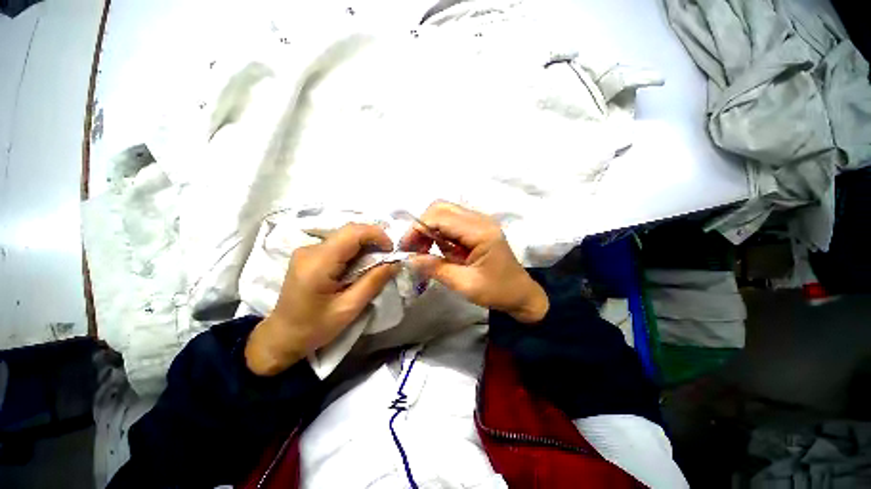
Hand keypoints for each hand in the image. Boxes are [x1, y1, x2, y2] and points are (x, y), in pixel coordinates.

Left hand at [245, 224, 397, 375]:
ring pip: (345, 236)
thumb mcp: (348, 308)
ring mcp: (308, 250)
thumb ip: (373, 282)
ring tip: (378, 261)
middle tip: (389, 256)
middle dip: (374, 239)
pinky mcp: (310, 254)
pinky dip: (356, 250)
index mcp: (318, 263)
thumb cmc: (314, 328)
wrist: (281, 336)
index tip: (392, 250)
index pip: (352, 233)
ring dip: (366, 244)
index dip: (377, 235)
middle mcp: (310, 249)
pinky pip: (339, 243)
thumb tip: (395, 263)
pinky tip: (361, 264)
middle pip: (349, 231)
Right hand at [400, 201, 548, 322]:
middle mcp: (480, 219)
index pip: (441, 217)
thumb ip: (436, 268)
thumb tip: (409, 258)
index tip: (406, 248)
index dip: (418, 228)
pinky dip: (440, 232)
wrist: (521, 294)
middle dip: (422, 226)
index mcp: (481, 232)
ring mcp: (480, 221)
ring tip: (425, 251)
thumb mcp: (464, 285)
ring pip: (445, 212)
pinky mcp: (477, 227)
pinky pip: (452, 222)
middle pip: (441, 208)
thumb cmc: (497, 291)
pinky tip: (440, 249)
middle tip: (414, 249)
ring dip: (430, 228)